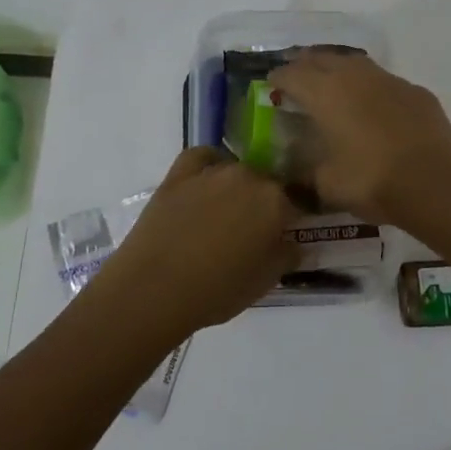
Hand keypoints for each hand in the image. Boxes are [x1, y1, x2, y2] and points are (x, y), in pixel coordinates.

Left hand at [83, 148, 301, 335]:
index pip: (297, 203)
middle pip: (266, 183)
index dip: (292, 220)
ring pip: (236, 170)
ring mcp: (212, 171)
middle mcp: (248, 176)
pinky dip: (209, 165)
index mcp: (276, 201)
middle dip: (265, 203)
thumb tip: (292, 241)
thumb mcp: (266, 281)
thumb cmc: (217, 291)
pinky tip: (205, 183)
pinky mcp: (178, 173)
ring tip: (224, 214)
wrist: (154, 288)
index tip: (286, 236)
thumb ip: (287, 254)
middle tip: (253, 231)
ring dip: (238, 187)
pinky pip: (202, 158)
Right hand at [267, 52, 450, 224]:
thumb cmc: (372, 181)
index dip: (278, 78)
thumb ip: (307, 171)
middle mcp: (355, 77)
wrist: (435, 183)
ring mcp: (389, 80)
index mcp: (325, 93)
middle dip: (304, 64)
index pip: (292, 74)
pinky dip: (370, 88)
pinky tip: (372, 104)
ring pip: (355, 63)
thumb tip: (298, 169)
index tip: (270, 84)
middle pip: (322, 58)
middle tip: (296, 76)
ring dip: (338, 69)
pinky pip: (384, 81)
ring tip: (331, 83)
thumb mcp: (326, 184)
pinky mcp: (416, 92)